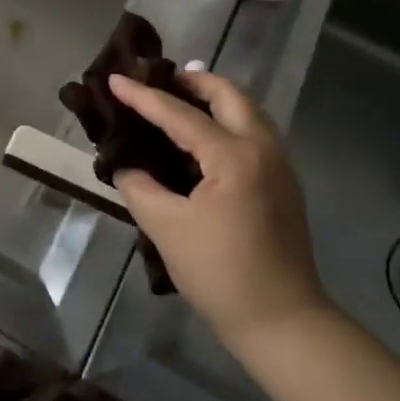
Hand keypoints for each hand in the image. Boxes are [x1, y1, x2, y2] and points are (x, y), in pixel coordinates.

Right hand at [108, 71, 327, 348]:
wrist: (283, 322)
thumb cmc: (221, 274)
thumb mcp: (167, 229)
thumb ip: (140, 188)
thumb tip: (125, 165)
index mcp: (234, 156)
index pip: (180, 115)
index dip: (143, 97)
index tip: (115, 78)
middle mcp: (263, 148)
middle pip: (229, 95)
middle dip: (192, 82)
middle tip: (158, 80)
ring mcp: (280, 164)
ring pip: (247, 111)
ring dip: (214, 99)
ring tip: (180, 101)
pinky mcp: (284, 183)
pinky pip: (254, 132)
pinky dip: (228, 120)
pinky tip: (204, 138)